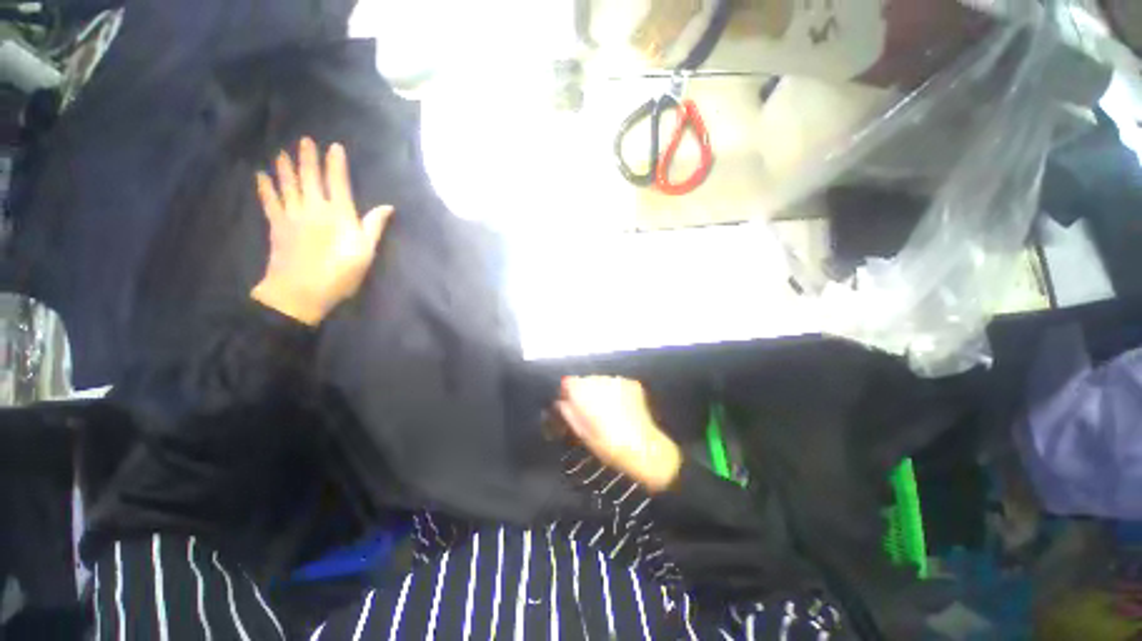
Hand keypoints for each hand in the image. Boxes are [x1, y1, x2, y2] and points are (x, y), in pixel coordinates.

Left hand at [251, 137, 392, 325]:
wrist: (300, 291)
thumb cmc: (340, 274)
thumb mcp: (365, 252)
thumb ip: (373, 227)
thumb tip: (387, 207)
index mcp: (339, 215)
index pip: (338, 182)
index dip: (336, 164)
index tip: (334, 147)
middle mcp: (314, 208)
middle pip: (310, 178)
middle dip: (308, 158)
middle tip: (305, 140)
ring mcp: (292, 215)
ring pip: (288, 185)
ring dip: (286, 167)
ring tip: (283, 152)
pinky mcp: (277, 225)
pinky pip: (269, 201)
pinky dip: (265, 187)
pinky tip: (261, 175)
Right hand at [556, 377, 681, 492]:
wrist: (644, 449)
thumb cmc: (609, 446)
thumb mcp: (583, 433)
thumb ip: (569, 413)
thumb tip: (561, 402)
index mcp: (586, 393)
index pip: (569, 382)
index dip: (568, 392)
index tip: (569, 402)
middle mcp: (601, 381)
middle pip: (586, 380)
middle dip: (585, 392)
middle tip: (589, 411)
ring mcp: (618, 381)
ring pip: (602, 381)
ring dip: (600, 391)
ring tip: (606, 410)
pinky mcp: (632, 383)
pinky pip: (616, 384)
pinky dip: (614, 392)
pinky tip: (619, 408)